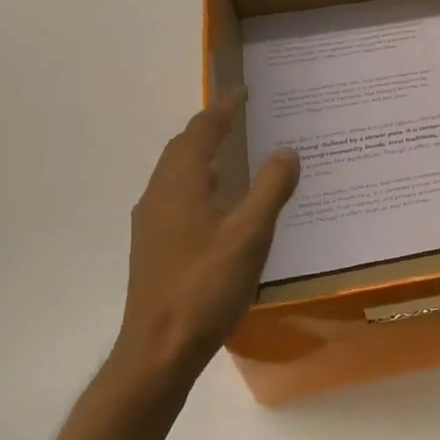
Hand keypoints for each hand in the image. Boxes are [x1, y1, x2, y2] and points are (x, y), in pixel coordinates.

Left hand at [113, 90, 299, 382]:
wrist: (158, 349)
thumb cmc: (205, 286)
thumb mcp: (250, 235)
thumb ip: (270, 189)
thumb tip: (287, 151)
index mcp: (180, 184)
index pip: (201, 131)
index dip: (223, 108)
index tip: (244, 90)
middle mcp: (159, 195)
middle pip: (182, 148)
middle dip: (210, 128)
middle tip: (241, 117)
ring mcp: (152, 223)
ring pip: (176, 174)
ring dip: (202, 155)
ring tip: (233, 153)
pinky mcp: (154, 247)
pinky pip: (177, 196)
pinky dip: (199, 182)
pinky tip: (219, 205)